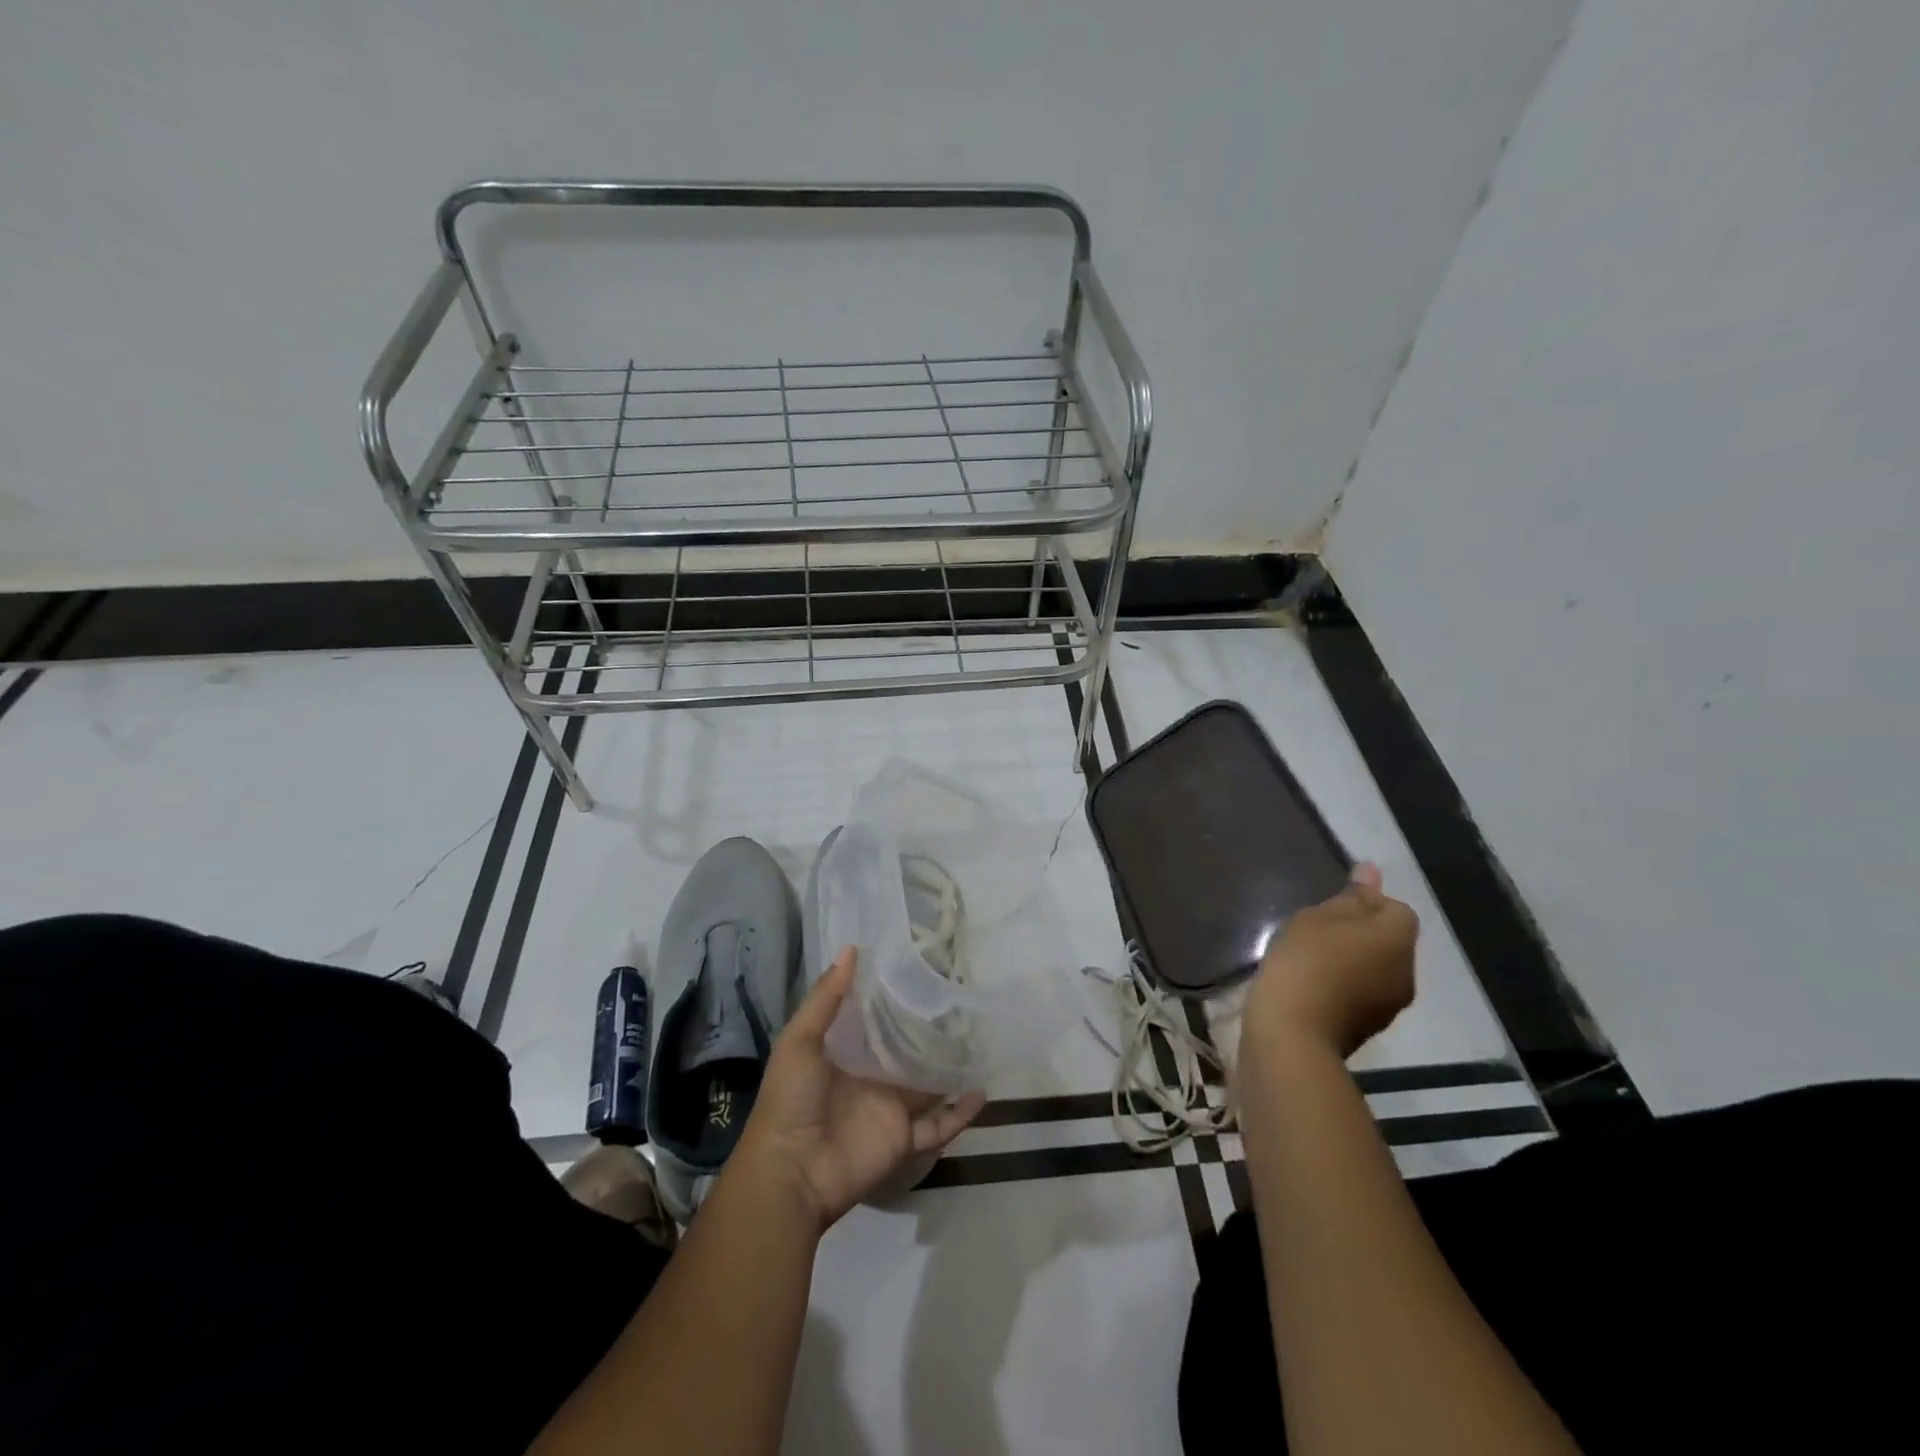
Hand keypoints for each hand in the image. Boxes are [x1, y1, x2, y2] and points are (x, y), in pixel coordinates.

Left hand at [734, 947, 985, 1231]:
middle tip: (961, 1002)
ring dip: (950, 1068)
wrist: (791, 1173)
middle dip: (930, 1032)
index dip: (894, 999)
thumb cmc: (790, 1100)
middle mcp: (870, 1078)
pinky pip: (939, 1125)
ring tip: (980, 1040)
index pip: (875, 1021)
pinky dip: (960, 1113)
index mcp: (844, 1054)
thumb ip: (825, 998)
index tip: (920, 971)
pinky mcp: (904, 1139)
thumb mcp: (799, 1042)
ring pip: (929, 1086)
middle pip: (906, 1051)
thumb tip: (852, 949)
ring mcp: (889, 1109)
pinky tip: (982, 1091)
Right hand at [1241, 863, 1418, 1068]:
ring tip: (1308, 958)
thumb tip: (1372, 871)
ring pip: (1375, 967)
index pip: (1396, 907)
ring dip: (1350, 959)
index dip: (1365, 903)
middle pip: (1388, 939)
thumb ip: (1350, 896)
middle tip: (1314, 930)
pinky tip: (1309, 983)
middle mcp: (1406, 971)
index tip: (1328, 908)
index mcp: (1398, 939)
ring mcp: (1390, 1004)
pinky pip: (1361, 991)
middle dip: (1358, 932)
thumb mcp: (1318, 917)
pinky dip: (1342, 984)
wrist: (1293, 1033)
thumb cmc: (1306, 962)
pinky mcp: (1368, 1026)